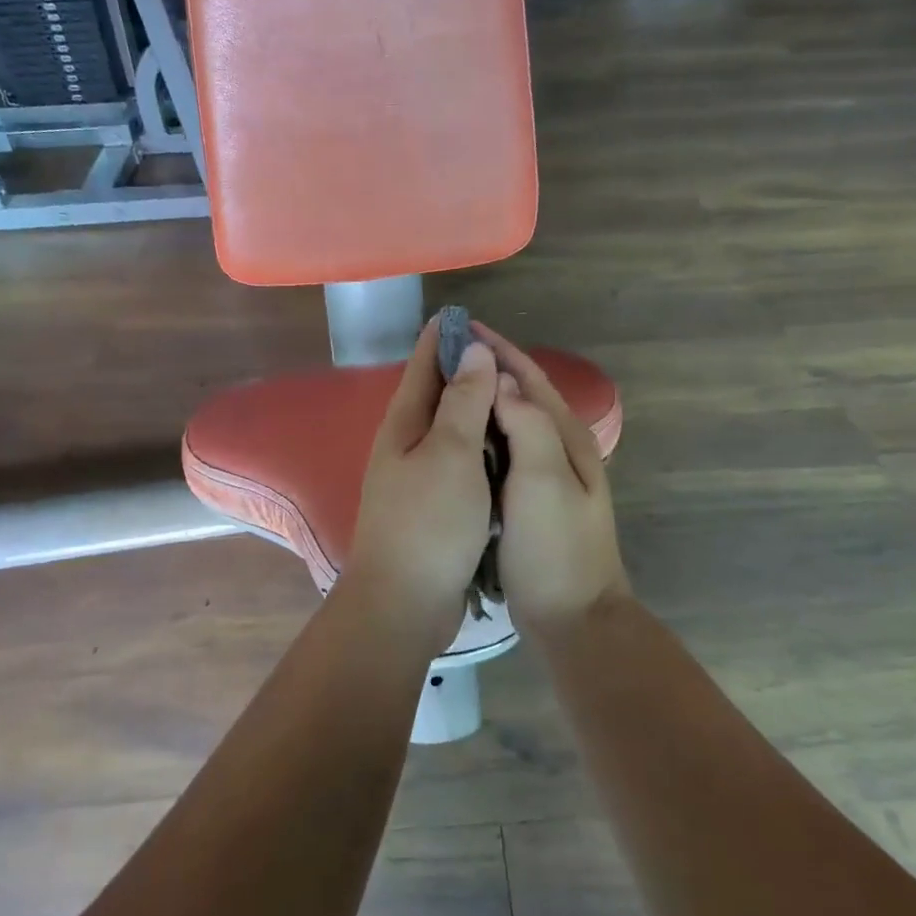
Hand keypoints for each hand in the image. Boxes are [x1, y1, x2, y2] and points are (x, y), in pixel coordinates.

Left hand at [343, 319, 499, 649]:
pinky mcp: (435, 505)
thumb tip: (473, 350)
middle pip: (437, 393)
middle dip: (465, 369)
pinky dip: (481, 446)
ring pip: (451, 428)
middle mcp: (407, 443)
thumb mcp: (450, 453)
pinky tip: (505, 447)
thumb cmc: (428, 522)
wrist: (404, 602)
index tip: (468, 314)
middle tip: (505, 352)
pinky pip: (461, 461)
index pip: (423, 363)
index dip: (444, 336)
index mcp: (405, 423)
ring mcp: (418, 476)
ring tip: (511, 393)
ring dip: (476, 408)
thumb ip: (463, 401)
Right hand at [473, 325, 629, 632]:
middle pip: (522, 396)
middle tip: (446, 355)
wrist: (574, 618)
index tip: (464, 329)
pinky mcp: (531, 502)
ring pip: (512, 424)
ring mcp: (548, 478)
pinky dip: (482, 435)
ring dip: (484, 400)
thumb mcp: (544, 481)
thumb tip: (503, 383)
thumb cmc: (557, 548)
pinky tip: (458, 439)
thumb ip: (528, 425)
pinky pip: (504, 453)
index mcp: (566, 439)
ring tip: (446, 387)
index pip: (531, 379)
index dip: (500, 351)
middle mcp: (560, 450)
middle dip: (489, 369)